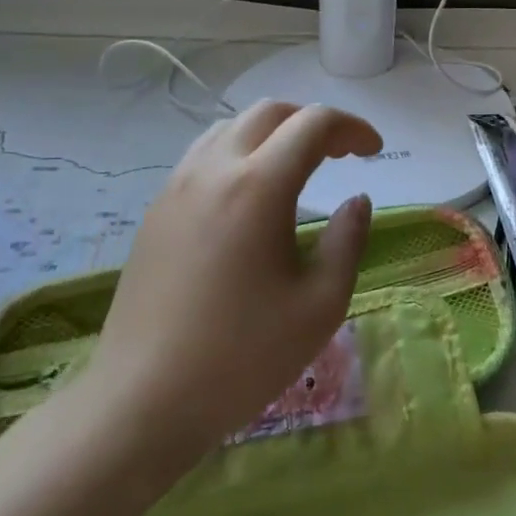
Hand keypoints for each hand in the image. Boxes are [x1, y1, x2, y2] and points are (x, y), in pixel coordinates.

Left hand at [91, 101, 381, 468]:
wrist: (141, 403)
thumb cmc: (242, 356)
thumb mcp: (321, 304)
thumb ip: (348, 240)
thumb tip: (357, 200)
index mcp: (259, 187)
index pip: (313, 124)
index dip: (353, 128)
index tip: (374, 152)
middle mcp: (213, 171)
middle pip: (270, 112)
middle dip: (313, 122)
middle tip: (341, 154)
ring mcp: (176, 188)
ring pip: (231, 127)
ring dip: (274, 133)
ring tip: (298, 168)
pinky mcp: (155, 212)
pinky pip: (204, 156)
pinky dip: (240, 153)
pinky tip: (251, 196)